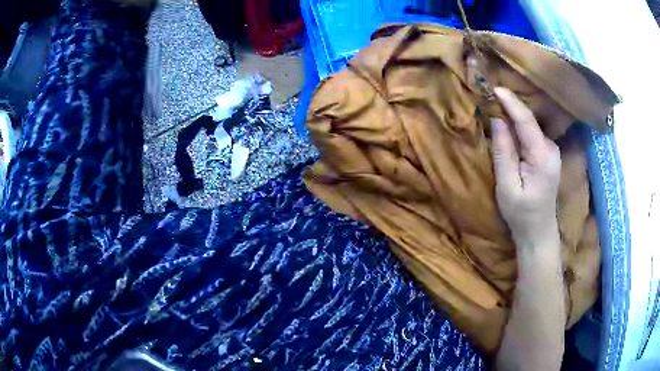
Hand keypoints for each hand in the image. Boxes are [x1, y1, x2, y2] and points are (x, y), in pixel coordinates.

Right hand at [490, 87, 561, 247]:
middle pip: (529, 121)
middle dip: (511, 107)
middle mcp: (551, 149)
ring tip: (496, 106)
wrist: (539, 231)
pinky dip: (520, 127)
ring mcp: (552, 151)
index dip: (511, 103)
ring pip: (531, 126)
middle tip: (490, 96)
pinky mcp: (549, 154)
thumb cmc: (521, 213)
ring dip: (514, 117)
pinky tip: (509, 126)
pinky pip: (532, 134)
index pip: (527, 121)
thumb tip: (497, 120)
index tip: (495, 88)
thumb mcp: (507, 186)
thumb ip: (503, 151)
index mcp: (543, 157)